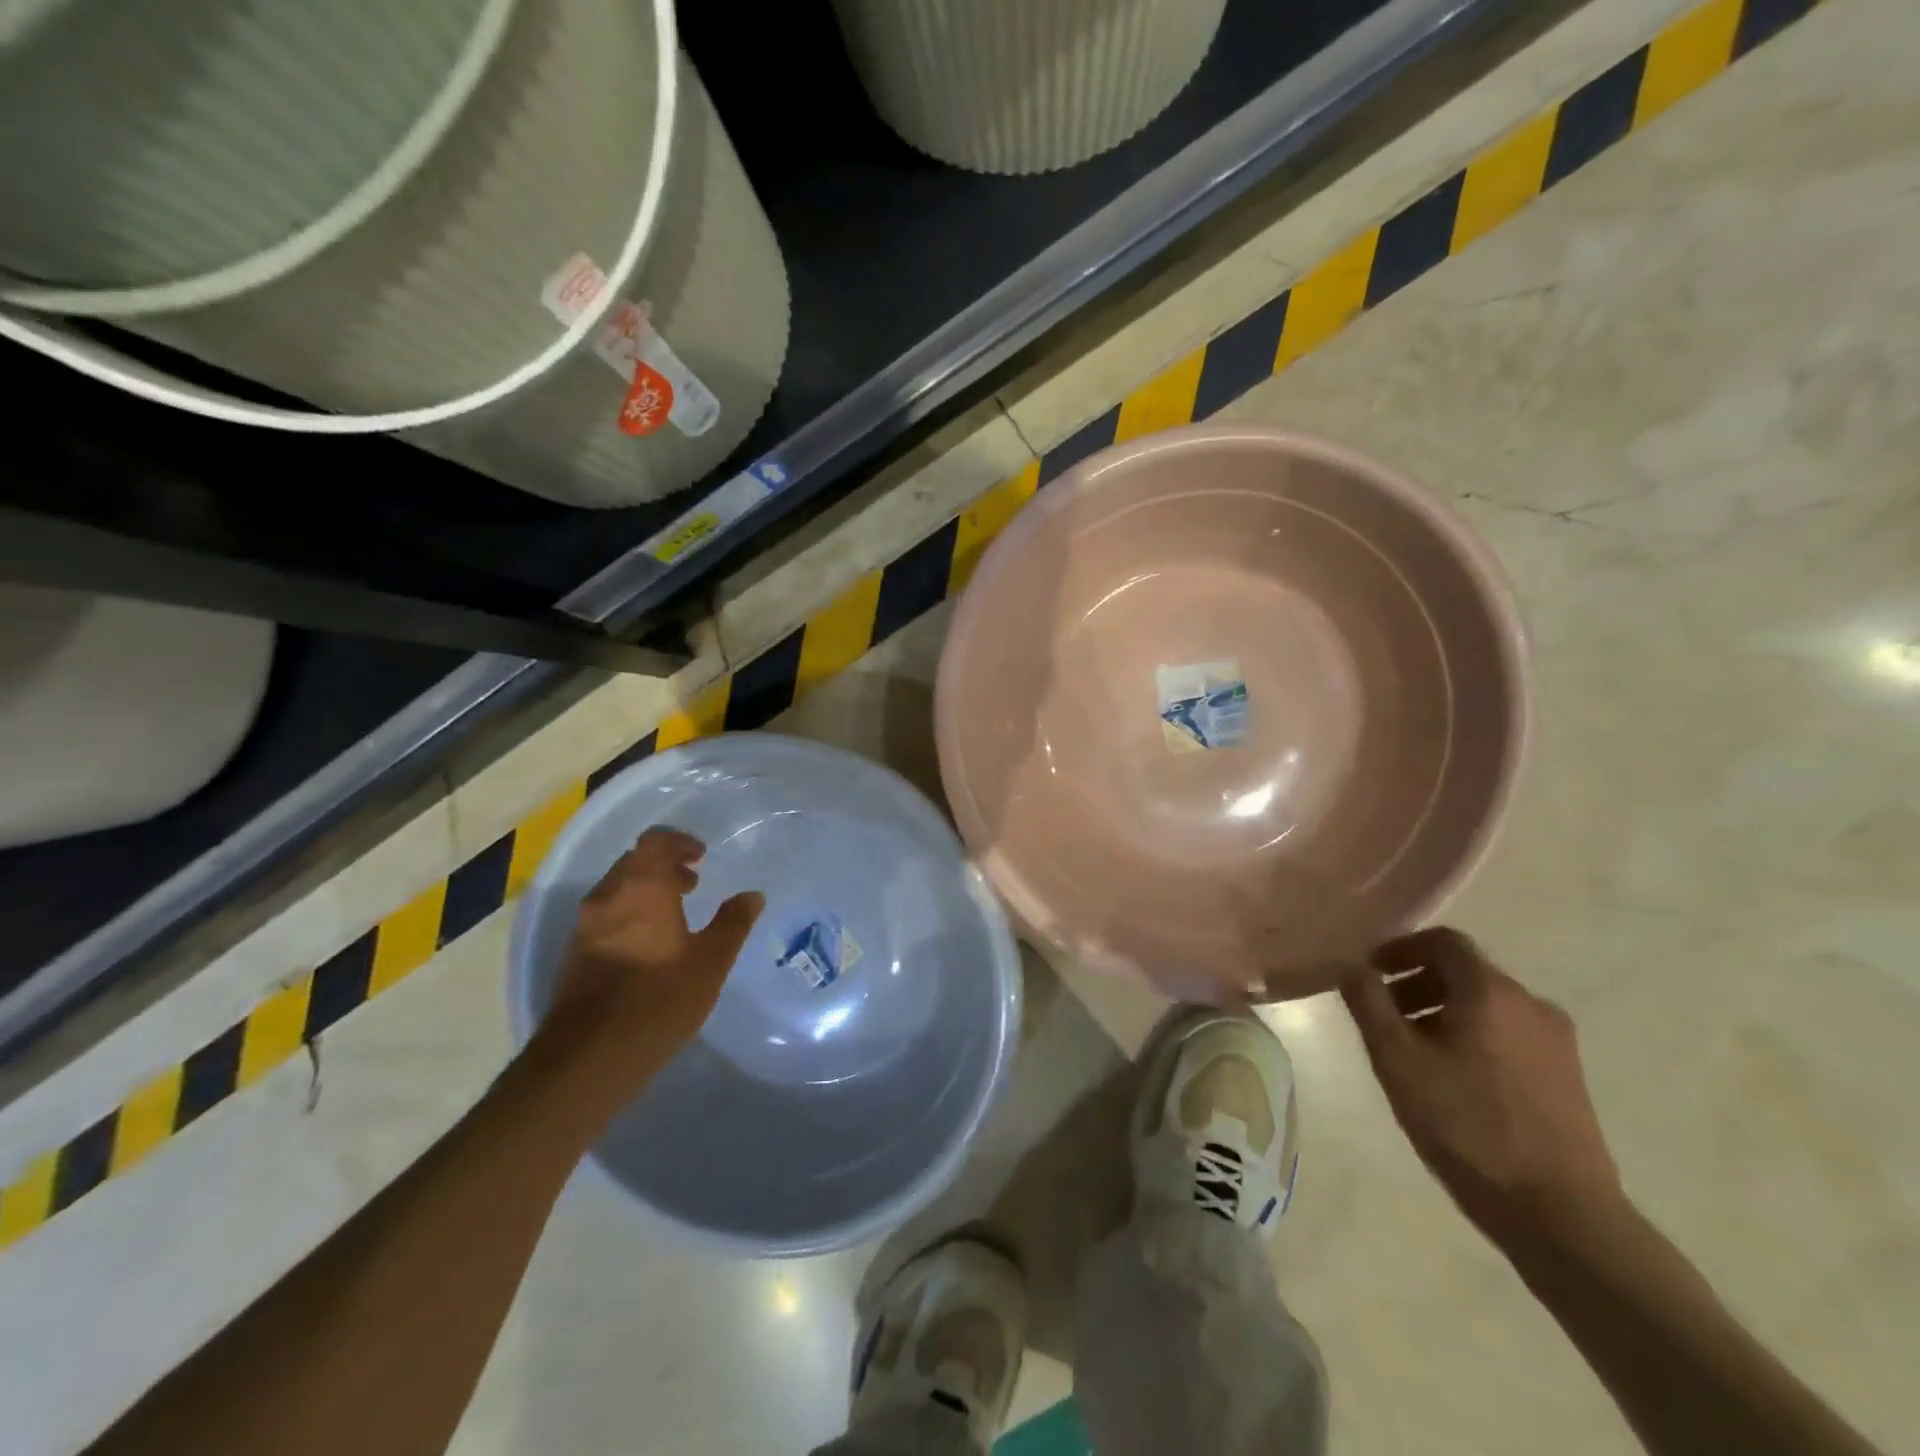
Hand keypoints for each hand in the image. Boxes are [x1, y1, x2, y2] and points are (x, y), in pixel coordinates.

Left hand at [544, 828, 762, 1101]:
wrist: (588, 1057)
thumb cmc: (659, 999)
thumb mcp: (711, 962)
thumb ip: (732, 923)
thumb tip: (752, 895)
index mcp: (642, 888)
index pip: (655, 842)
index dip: (679, 842)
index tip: (702, 856)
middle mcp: (608, 897)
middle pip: (634, 862)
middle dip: (664, 866)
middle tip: (693, 884)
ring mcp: (585, 925)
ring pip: (618, 889)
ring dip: (646, 890)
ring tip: (674, 914)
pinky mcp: (575, 953)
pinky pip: (606, 915)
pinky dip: (629, 913)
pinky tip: (649, 944)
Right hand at [1340, 927, 1621, 1242]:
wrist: (1559, 1212)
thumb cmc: (1466, 1124)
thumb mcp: (1397, 1059)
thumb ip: (1368, 1002)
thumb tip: (1352, 965)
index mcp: (1490, 991)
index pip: (1443, 941)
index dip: (1401, 948)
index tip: (1370, 973)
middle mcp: (1530, 1004)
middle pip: (1464, 972)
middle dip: (1417, 983)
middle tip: (1383, 1015)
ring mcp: (1556, 1042)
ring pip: (1487, 1004)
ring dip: (1442, 1010)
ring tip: (1413, 1051)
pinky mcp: (1567, 1076)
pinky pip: (1509, 1033)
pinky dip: (1472, 1035)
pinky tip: (1453, 1078)